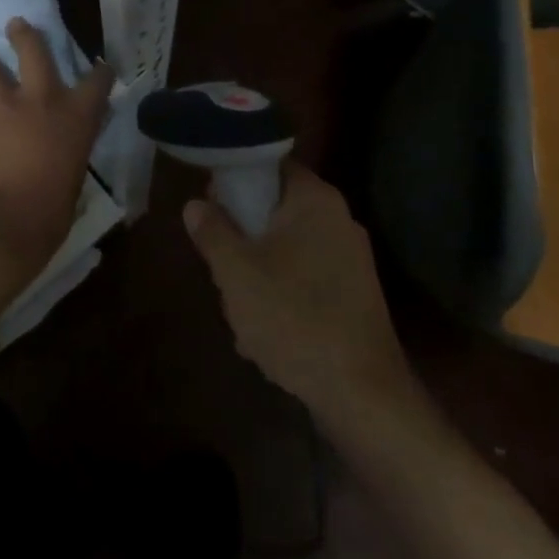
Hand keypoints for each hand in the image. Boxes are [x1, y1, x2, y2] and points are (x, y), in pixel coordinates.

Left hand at [0, 19, 114, 278]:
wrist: (7, 221)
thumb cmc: (51, 210)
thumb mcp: (74, 173)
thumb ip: (66, 149)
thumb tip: (58, 148)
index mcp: (76, 116)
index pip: (97, 82)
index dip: (100, 72)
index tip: (100, 67)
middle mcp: (40, 98)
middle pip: (33, 50)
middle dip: (23, 35)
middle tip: (15, 24)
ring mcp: (0, 104)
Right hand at [184, 165, 412, 419]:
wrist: (362, 393)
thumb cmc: (294, 318)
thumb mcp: (236, 272)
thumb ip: (213, 231)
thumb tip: (196, 204)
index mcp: (315, 201)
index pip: (270, 165)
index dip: (235, 179)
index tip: (210, 204)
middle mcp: (338, 220)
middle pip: (276, 209)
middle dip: (243, 236)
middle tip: (220, 264)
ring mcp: (350, 259)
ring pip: (286, 248)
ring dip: (257, 271)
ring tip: (239, 309)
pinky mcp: (354, 294)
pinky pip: (304, 278)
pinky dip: (281, 294)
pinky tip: (264, 334)